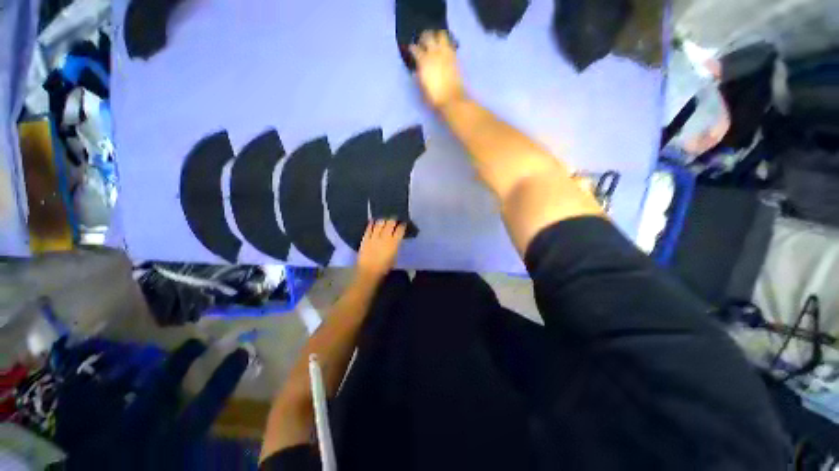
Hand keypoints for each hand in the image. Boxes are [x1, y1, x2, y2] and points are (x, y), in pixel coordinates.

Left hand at [356, 220, 405, 280]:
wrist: (369, 271)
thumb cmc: (384, 267)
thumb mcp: (395, 256)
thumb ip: (395, 246)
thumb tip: (396, 240)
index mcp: (394, 242)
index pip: (400, 230)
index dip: (402, 225)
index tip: (403, 223)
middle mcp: (385, 237)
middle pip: (390, 223)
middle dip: (393, 220)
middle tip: (394, 219)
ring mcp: (374, 236)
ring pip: (380, 223)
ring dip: (383, 220)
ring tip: (384, 219)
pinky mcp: (366, 238)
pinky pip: (369, 228)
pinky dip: (371, 223)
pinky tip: (373, 221)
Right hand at [409, 30, 464, 110]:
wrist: (452, 99)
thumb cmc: (435, 97)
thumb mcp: (422, 89)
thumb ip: (419, 77)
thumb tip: (416, 71)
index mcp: (423, 61)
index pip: (415, 49)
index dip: (412, 48)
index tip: (411, 49)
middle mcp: (434, 53)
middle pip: (427, 36)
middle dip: (423, 37)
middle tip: (422, 42)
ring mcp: (445, 53)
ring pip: (440, 34)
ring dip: (436, 35)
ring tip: (435, 41)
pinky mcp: (455, 56)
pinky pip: (450, 43)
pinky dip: (446, 42)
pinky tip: (445, 47)